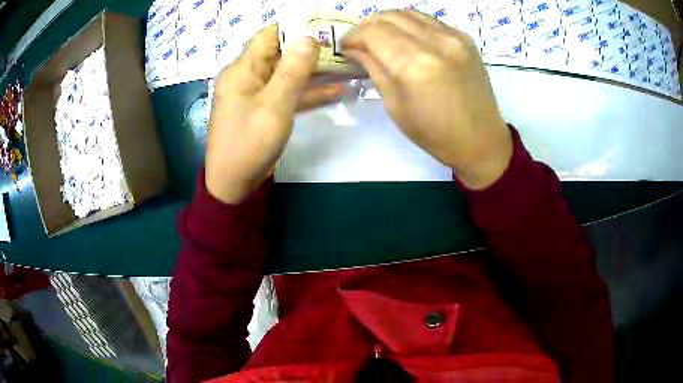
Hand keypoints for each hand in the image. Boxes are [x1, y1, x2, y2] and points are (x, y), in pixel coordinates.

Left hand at [206, 25, 342, 203]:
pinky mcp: (264, 108)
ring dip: (313, 70)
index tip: (323, 25)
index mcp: (242, 70)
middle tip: (342, 44)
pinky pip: (287, 93)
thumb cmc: (249, 144)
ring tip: (346, 63)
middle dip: (309, 48)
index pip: (268, 36)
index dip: (294, 27)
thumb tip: (308, 36)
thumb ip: (292, 71)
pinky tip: (337, 89)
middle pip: (280, 53)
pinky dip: (308, 91)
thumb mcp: (274, 106)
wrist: (234, 184)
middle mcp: (247, 76)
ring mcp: (256, 93)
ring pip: (287, 73)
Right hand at [342, 11, 512, 189]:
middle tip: (360, 41)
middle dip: (367, 26)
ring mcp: (453, 37)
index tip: (345, 47)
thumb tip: (354, 48)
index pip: (372, 32)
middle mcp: (434, 42)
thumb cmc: (434, 132)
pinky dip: (411, 24)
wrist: (480, 139)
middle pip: (388, 16)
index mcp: (413, 65)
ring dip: (387, 21)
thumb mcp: (394, 105)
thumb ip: (373, 68)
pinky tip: (407, 38)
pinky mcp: (465, 38)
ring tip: (381, 37)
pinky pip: (428, 20)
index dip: (352, 36)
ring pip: (408, 13)